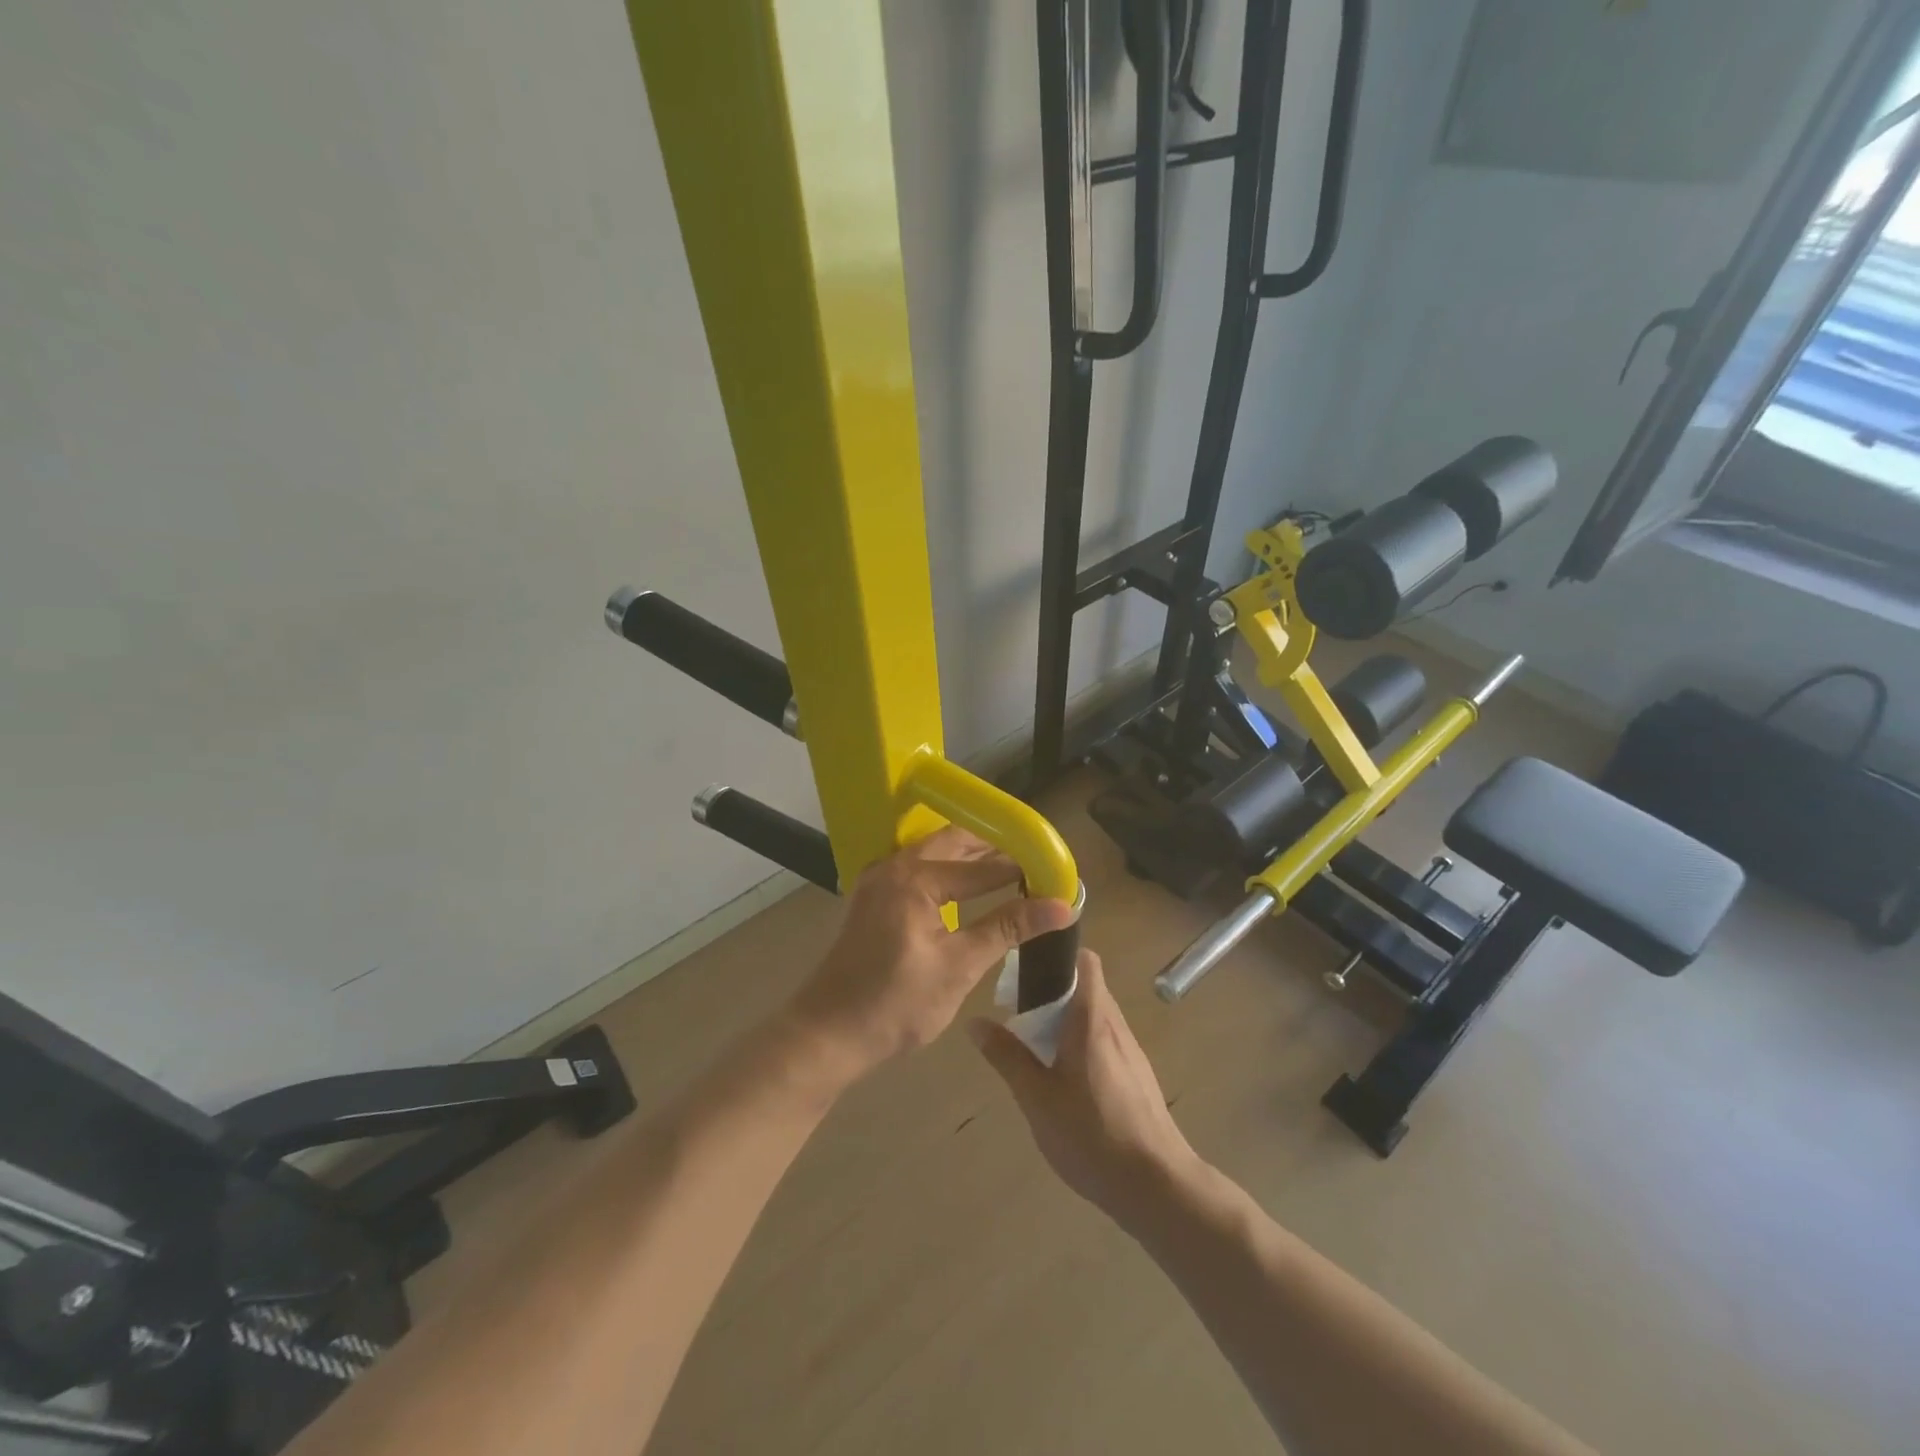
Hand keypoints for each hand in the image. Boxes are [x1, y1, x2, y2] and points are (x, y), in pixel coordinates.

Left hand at [788, 826, 1074, 1086]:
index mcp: (915, 879)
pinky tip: (967, 883)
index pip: (984, 866)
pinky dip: (947, 866)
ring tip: (1011, 867)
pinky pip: (918, 865)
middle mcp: (895, 866)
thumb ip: (1008, 928)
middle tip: (1036, 860)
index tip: (1058, 873)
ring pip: (935, 850)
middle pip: (956, 842)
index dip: (1023, 869)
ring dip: (971, 854)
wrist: (827, 1034)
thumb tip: (1061, 906)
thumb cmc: (896, 1005)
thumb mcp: (959, 967)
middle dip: (996, 847)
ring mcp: (879, 878)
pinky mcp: (874, 895)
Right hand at [970, 950, 1198, 1225]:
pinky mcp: (1138, 1078)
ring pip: (1096, 1018)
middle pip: (1086, 989)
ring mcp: (1131, 1052)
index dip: (1059, 955)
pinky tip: (1066, 1082)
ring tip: (1037, 1049)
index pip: (1085, 961)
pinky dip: (1083, 1046)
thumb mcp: (1036, 1097)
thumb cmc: (1091, 1134)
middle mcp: (1116, 1025)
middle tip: (1019, 1015)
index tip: (1028, 968)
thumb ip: (1007, 1056)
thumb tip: (975, 1021)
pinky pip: (1106, 1043)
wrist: (1157, 1186)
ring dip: (1067, 1022)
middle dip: (1053, 993)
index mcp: (1092, 1018)